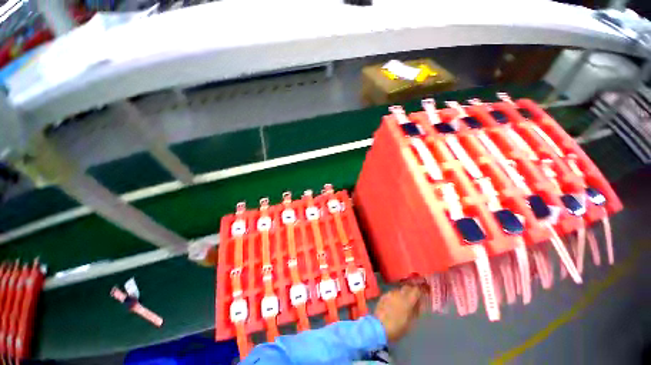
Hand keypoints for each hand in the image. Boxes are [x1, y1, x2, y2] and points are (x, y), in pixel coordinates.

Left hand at [374, 284, 424, 341]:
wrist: (379, 326)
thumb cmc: (397, 327)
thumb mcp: (410, 323)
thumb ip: (415, 312)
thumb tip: (418, 306)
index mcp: (407, 300)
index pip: (416, 290)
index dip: (419, 292)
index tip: (421, 297)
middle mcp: (398, 294)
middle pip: (407, 288)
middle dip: (410, 292)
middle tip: (412, 300)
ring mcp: (390, 293)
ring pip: (399, 290)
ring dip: (402, 295)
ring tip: (402, 303)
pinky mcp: (383, 295)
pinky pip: (391, 294)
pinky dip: (394, 297)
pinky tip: (393, 304)